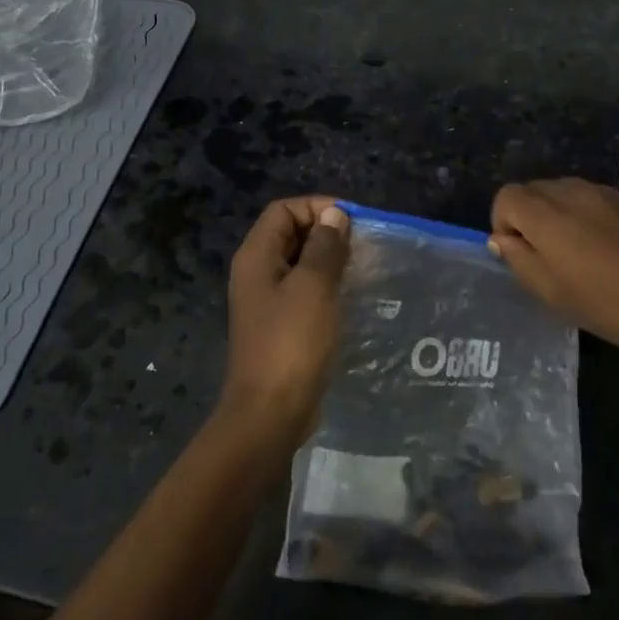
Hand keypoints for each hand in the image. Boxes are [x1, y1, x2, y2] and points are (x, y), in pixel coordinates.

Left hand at [222, 196, 350, 446]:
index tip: (352, 221)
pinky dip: (326, 286)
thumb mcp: (314, 286)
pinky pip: (303, 291)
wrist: (270, 412)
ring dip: (329, 260)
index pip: (283, 210)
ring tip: (362, 267)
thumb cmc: (292, 342)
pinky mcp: (280, 325)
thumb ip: (325, 246)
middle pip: (290, 233)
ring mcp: (267, 301)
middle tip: (362, 245)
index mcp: (256, 256)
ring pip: (300, 263)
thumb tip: (334, 215)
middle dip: (326, 232)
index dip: (317, 207)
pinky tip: (350, 296)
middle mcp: (256, 273)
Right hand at [489, 178, 618, 377]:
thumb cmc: (610, 306)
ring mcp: (605, 192)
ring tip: (576, 252)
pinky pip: (592, 197)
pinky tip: (606, 247)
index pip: (506, 196)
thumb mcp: (553, 293)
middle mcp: (573, 191)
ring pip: (563, 191)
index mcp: (548, 214)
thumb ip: (519, 260)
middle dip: (528, 217)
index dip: (503, 223)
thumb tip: (502, 239)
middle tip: (546, 257)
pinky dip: (584, 214)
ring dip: (557, 215)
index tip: (519, 254)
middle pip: (533, 190)